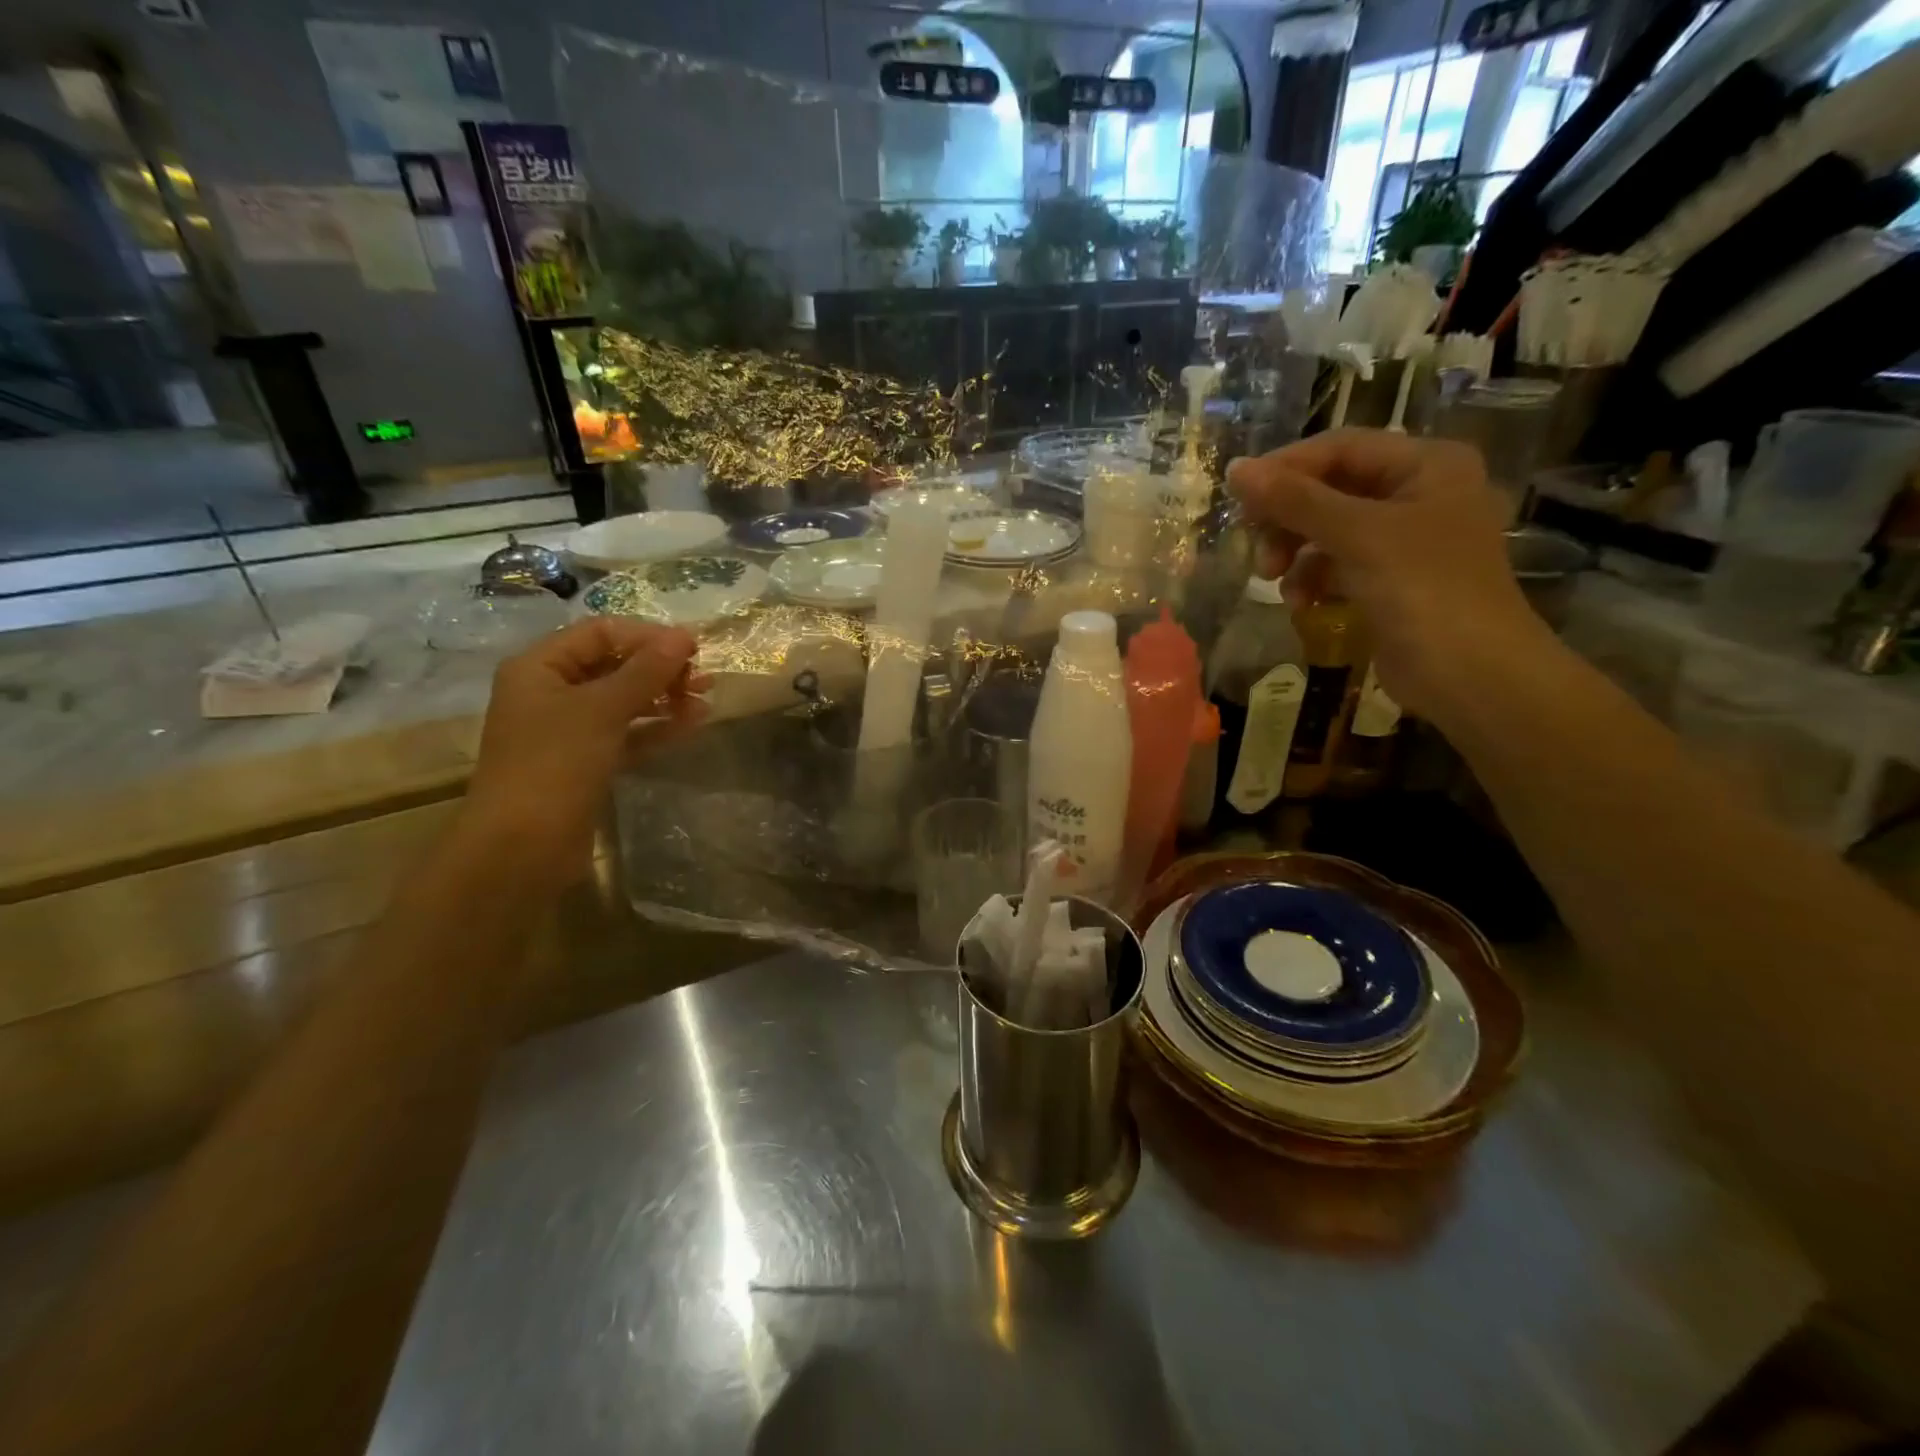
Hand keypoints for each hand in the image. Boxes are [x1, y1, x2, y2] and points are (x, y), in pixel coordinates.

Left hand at [459, 619, 706, 882]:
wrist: (522, 847)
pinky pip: (627, 733)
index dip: (646, 636)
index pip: (600, 632)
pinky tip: (692, 724)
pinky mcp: (587, 762)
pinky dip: (657, 727)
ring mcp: (569, 730)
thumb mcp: (603, 709)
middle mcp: (551, 691)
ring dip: (664, 697)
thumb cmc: (555, 764)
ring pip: (624, 701)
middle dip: (659, 668)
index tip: (691, 649)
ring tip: (705, 699)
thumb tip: (684, 635)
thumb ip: (646, 671)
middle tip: (702, 679)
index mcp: (540, 667)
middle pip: (613, 665)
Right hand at [1226, 430, 1553, 719]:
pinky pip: (1336, 566)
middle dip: (1288, 520)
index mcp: (1426, 465)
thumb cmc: (1425, 591)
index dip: (1286, 468)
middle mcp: (1417, 494)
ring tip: (1274, 580)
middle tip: (1258, 548)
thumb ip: (1295, 501)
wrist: (1472, 677)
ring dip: (1294, 553)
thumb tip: (1235, 468)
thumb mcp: (1358, 536)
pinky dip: (1312, 580)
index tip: (1238, 497)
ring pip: (1327, 531)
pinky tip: (1301, 604)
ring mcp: (1403, 541)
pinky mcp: (1389, 582)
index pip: (1340, 448)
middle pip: (1329, 489)